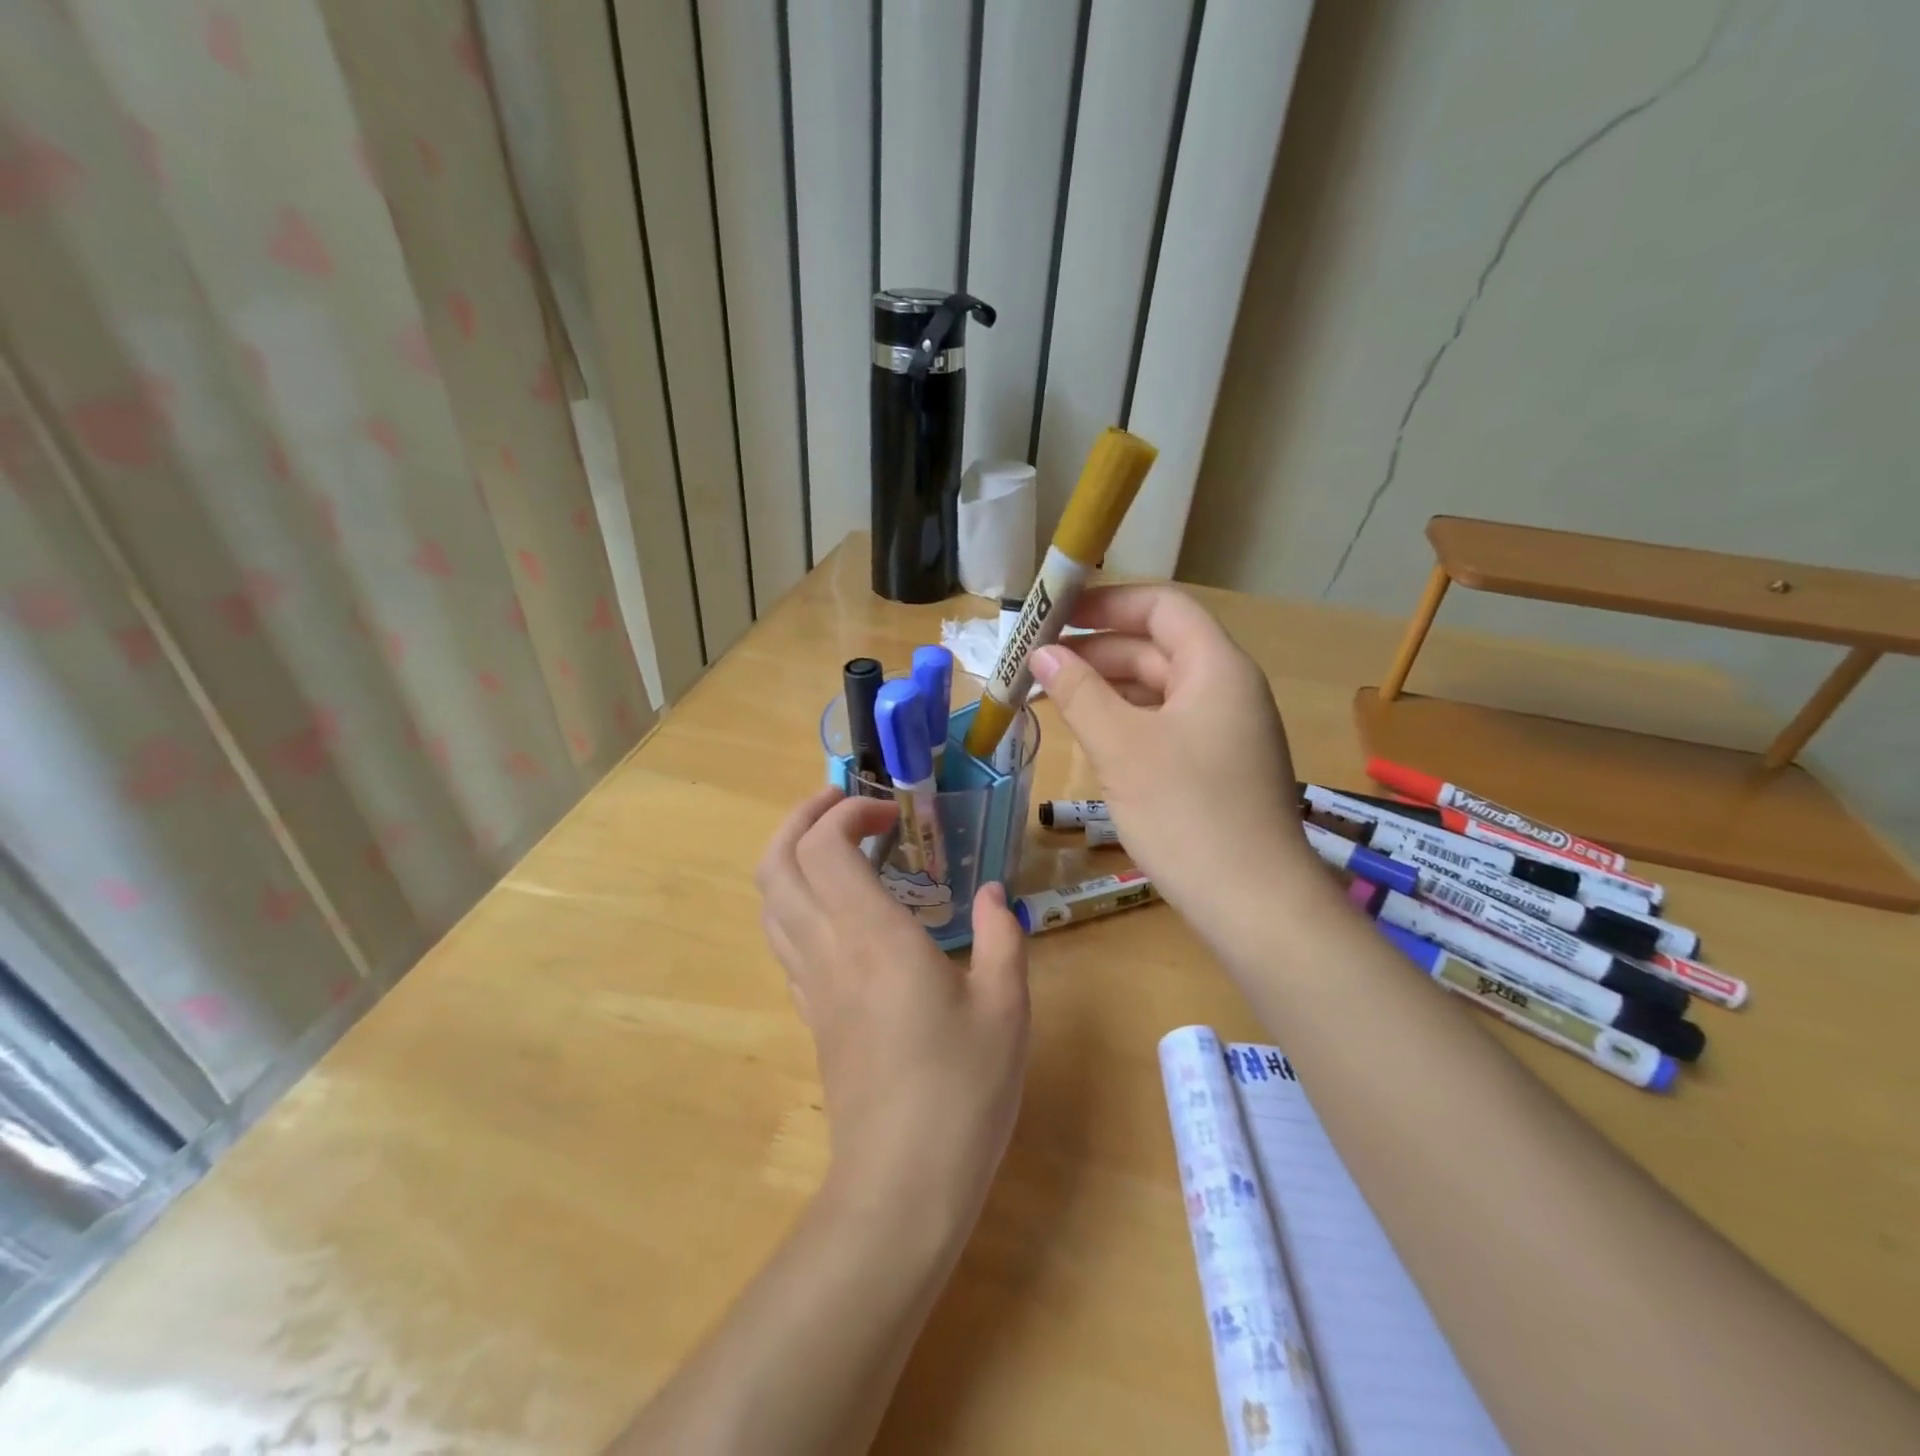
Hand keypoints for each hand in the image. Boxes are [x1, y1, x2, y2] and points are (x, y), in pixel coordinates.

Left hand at [757, 788, 1030, 1231]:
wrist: (902, 1185)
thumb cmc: (962, 1090)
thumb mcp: (1006, 1006)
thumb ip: (1001, 936)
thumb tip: (994, 894)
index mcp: (873, 937)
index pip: (825, 846)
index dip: (848, 814)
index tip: (892, 817)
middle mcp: (828, 950)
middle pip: (776, 863)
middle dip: (802, 818)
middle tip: (844, 805)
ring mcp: (810, 984)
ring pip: (769, 900)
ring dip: (791, 856)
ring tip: (836, 845)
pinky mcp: (810, 1014)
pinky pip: (783, 938)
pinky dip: (797, 900)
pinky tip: (839, 909)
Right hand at [1029, 585, 1317, 926]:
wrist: (1254, 904)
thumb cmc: (1188, 813)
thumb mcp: (1123, 747)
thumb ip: (1079, 693)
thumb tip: (1042, 653)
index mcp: (1216, 667)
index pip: (1161, 608)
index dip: (1107, 603)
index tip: (1054, 615)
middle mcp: (1226, 689)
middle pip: (1156, 647)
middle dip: (1095, 650)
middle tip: (1036, 663)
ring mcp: (1223, 731)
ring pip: (1157, 689)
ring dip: (1105, 687)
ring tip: (1050, 696)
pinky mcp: (1214, 767)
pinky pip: (1163, 724)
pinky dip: (1123, 720)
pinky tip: (1088, 734)